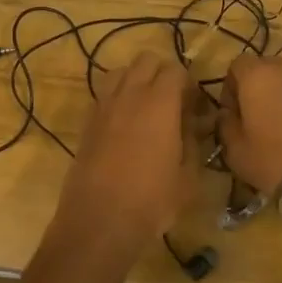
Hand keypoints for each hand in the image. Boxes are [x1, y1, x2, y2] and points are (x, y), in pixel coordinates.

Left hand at [53, 53, 204, 257]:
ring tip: (146, 109)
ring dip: (136, 80)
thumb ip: (193, 141)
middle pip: (146, 61)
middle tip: (172, 103)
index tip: (195, 108)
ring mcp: (103, 106)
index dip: (189, 84)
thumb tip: (193, 124)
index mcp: (159, 103)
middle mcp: (129, 95)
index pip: (176, 69)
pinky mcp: (87, 122)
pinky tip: (125, 126)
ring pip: (121, 72)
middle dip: (162, 74)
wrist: (99, 221)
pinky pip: (104, 95)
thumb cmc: (152, 201)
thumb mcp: (188, 176)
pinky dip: (117, 98)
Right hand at [219, 55, 281, 209]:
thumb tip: (227, 115)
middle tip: (258, 120)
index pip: (236, 65)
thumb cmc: (276, 160)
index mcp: (258, 76)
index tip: (233, 113)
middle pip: (267, 69)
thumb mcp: (236, 151)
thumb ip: (226, 126)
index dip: (231, 87)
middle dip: (259, 90)